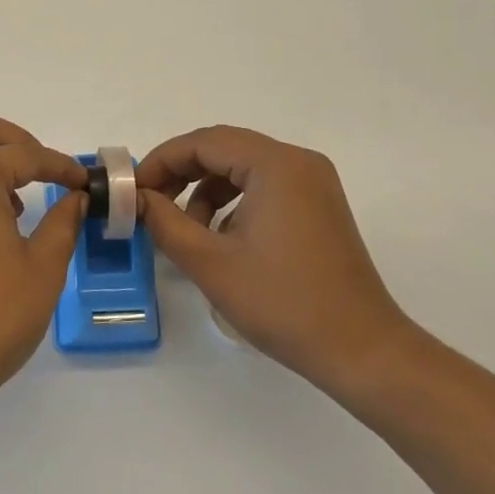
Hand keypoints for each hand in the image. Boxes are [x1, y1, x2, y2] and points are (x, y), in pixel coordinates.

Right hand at [137, 126, 414, 399]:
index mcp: (276, 165)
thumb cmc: (282, 303)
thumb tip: (137, 198)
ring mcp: (313, 183)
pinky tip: (220, 237)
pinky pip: (263, 185)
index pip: (204, 142)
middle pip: (223, 148)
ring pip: (242, 167)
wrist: (361, 351)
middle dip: (181, 172)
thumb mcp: (209, 262)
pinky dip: (233, 201)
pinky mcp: (319, 205)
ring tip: (186, 228)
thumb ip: (164, 221)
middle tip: (150, 202)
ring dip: (205, 188)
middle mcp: (298, 162)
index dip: (162, 161)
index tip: (133, 190)